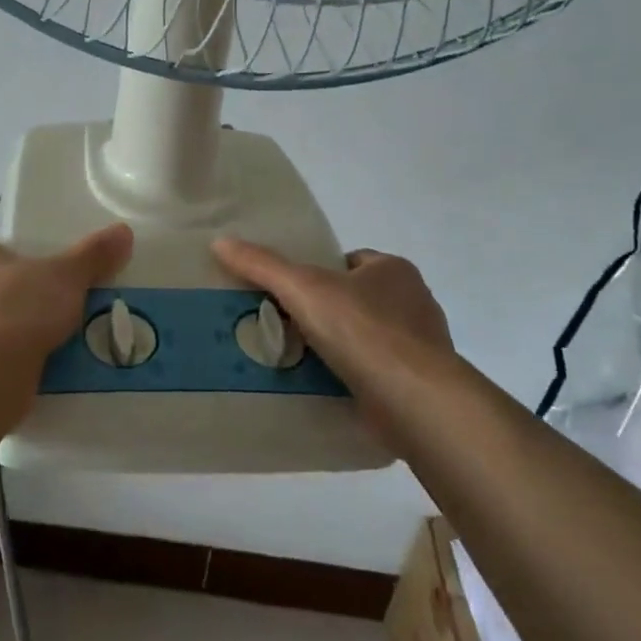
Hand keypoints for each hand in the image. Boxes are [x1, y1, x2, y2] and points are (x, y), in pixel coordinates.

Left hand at [0, 224, 133, 353]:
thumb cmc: (16, 307)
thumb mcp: (65, 276)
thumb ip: (92, 255)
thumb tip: (123, 231)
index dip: (19, 265)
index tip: (46, 282)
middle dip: (14, 304)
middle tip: (51, 316)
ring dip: (5, 338)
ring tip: (45, 350)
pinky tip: (26, 376)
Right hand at [211, 239, 455, 396]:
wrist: (414, 398)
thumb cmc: (362, 329)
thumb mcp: (302, 288)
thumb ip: (262, 265)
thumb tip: (219, 242)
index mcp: (394, 269)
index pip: (350, 262)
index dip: (319, 274)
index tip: (291, 295)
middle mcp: (414, 301)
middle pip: (358, 299)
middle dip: (328, 312)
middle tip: (289, 327)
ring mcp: (420, 345)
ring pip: (368, 337)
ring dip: (341, 347)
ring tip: (301, 360)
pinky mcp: (419, 383)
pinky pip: (378, 371)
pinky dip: (355, 377)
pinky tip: (328, 387)